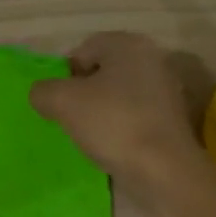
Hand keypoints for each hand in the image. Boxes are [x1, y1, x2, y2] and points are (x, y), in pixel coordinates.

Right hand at [29, 32, 203, 195]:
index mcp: (129, 45)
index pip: (84, 50)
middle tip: (69, 117)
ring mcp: (167, 91)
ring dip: (101, 112)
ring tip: (89, 136)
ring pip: (119, 95)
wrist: (165, 171)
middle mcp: (153, 60)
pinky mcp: (173, 121)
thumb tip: (42, 94)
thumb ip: (43, 91)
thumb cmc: (114, 123)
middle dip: (83, 93)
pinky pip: (135, 116)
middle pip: (103, 72)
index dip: (64, 74)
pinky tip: (112, 147)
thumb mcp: (63, 102)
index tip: (58, 101)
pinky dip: (120, 127)